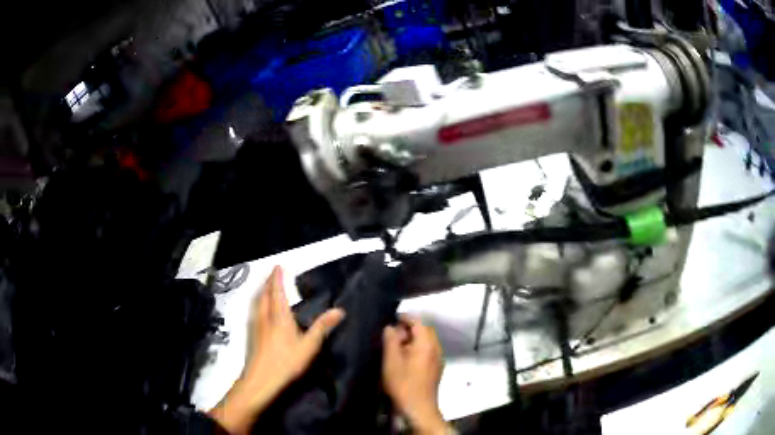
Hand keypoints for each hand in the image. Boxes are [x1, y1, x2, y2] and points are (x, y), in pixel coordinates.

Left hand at [208, 266, 344, 433]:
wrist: (262, 380)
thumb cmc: (287, 362)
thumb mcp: (309, 346)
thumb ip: (322, 327)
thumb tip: (339, 310)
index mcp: (279, 316)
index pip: (277, 292)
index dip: (277, 278)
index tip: (278, 266)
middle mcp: (265, 317)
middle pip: (264, 295)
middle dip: (268, 282)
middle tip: (272, 274)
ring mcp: (257, 326)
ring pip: (257, 303)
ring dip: (261, 291)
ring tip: (266, 288)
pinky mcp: (253, 336)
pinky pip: (255, 311)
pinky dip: (259, 303)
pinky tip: (261, 311)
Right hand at [382, 316, 447, 434]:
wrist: (418, 408)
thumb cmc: (403, 383)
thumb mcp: (391, 360)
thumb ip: (390, 340)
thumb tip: (390, 327)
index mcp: (427, 344)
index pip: (418, 322)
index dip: (405, 318)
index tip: (391, 319)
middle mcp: (436, 349)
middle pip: (424, 331)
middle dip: (409, 329)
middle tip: (391, 334)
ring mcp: (438, 360)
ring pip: (426, 342)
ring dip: (412, 340)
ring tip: (395, 346)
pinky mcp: (435, 370)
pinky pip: (427, 352)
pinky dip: (416, 349)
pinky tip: (404, 359)